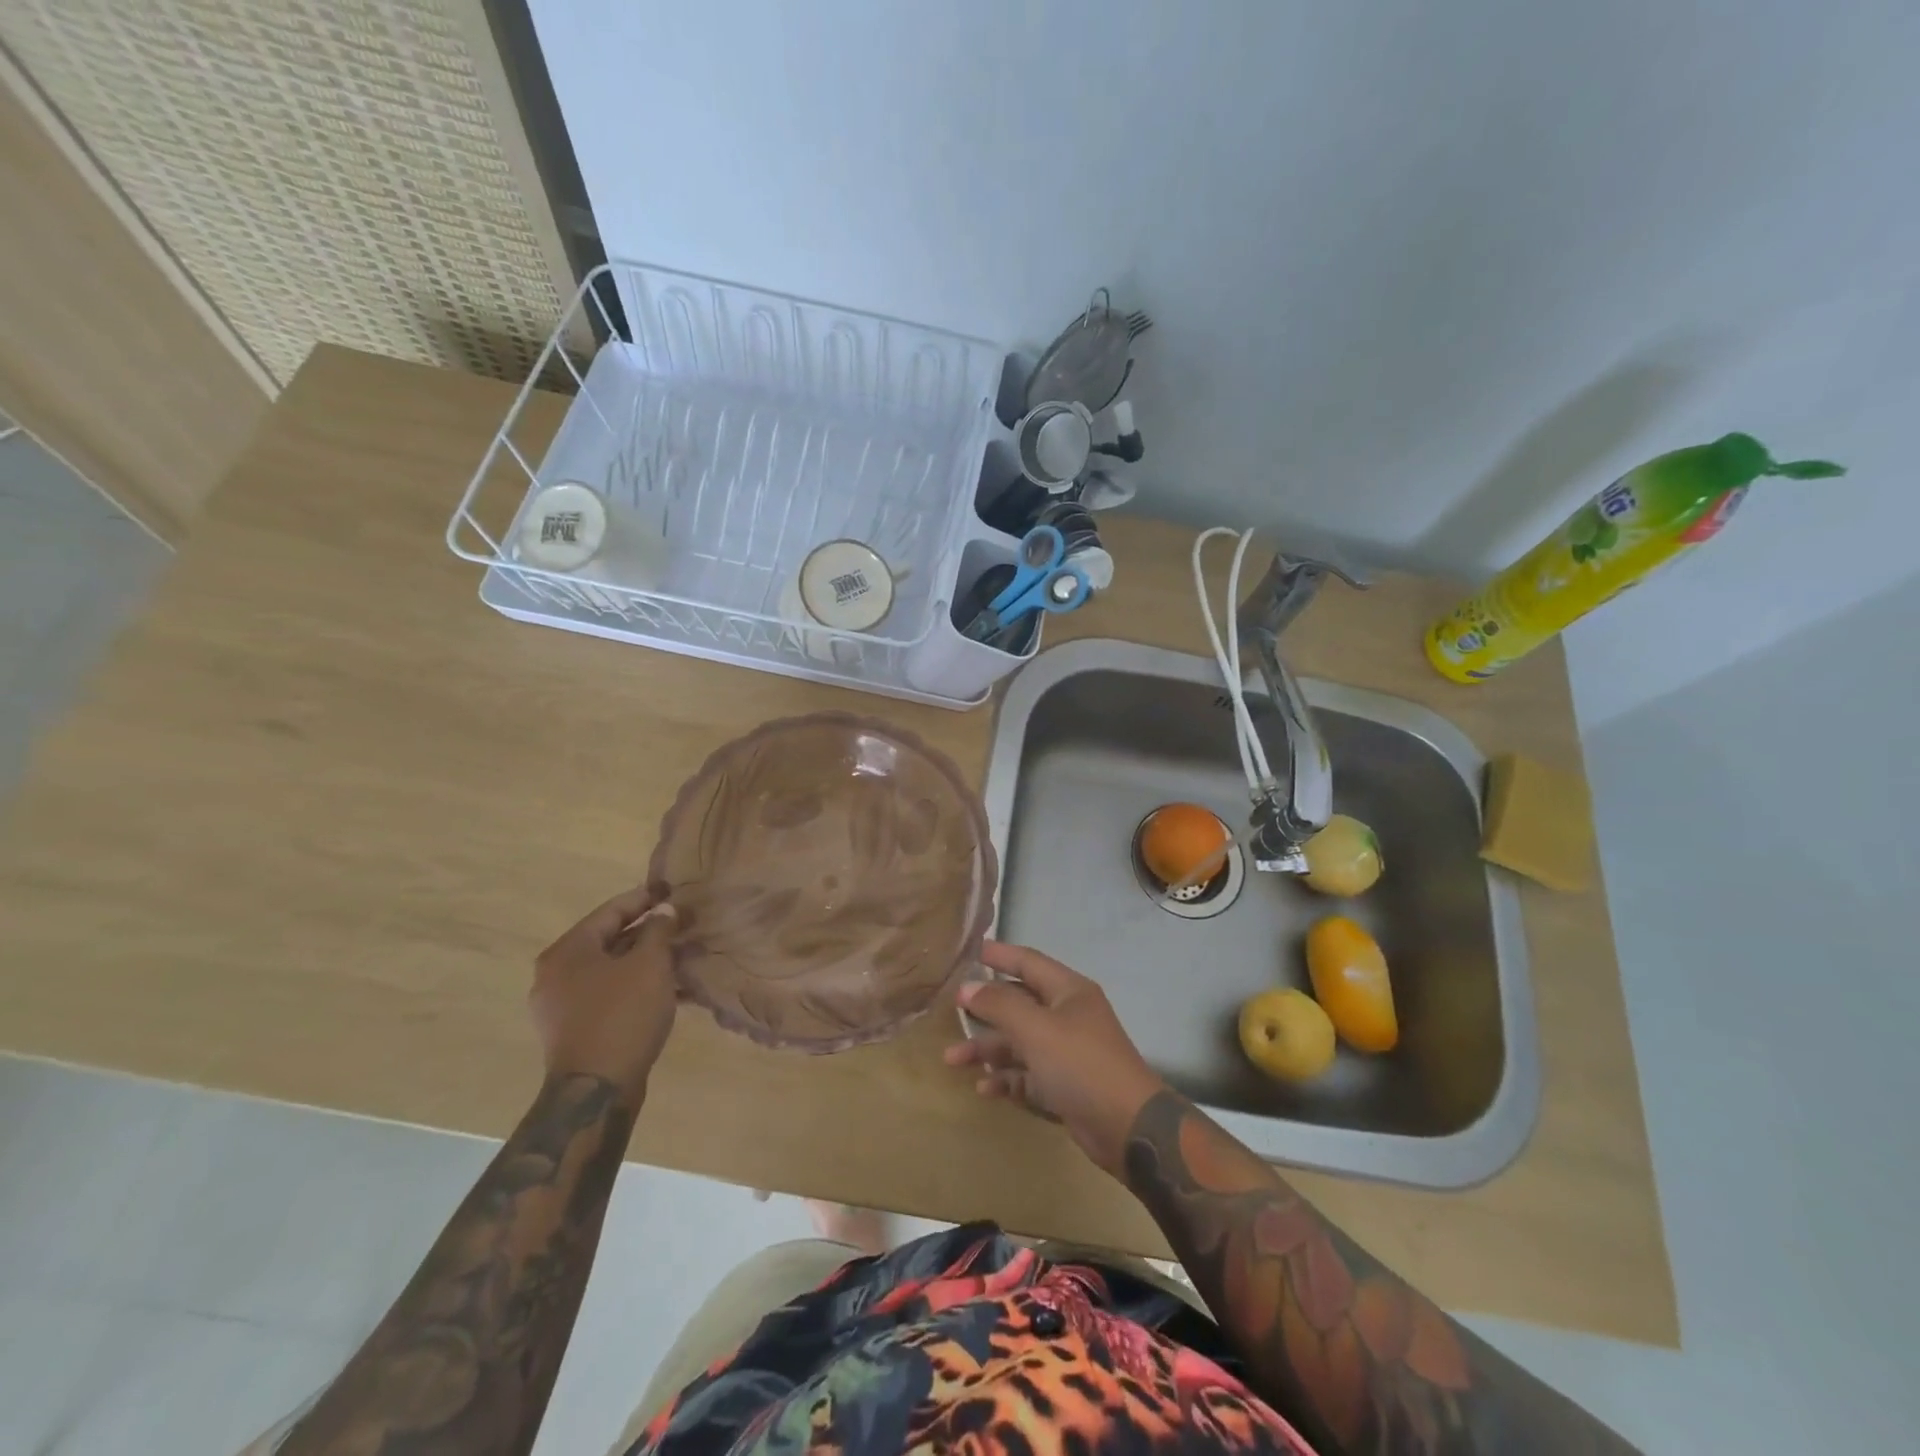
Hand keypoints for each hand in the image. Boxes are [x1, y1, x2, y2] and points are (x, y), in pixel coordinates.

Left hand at [530, 884, 678, 1106]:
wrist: (596, 1091)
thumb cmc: (622, 1015)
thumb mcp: (650, 964)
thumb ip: (658, 930)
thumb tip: (664, 910)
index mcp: (567, 951)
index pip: (610, 911)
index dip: (644, 899)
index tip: (671, 892)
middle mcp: (556, 974)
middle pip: (610, 940)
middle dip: (649, 933)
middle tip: (682, 926)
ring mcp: (562, 1006)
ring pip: (612, 970)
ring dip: (647, 962)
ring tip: (683, 957)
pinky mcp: (575, 1031)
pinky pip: (610, 995)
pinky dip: (637, 987)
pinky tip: (670, 991)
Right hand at [945, 941, 1166, 1177]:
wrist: (1128, 1128)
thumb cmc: (1081, 1064)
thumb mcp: (1036, 1029)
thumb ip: (999, 1005)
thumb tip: (967, 987)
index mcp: (1068, 992)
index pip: (1028, 962)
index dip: (1000, 955)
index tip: (970, 950)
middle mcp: (1067, 1016)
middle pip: (1019, 1004)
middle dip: (985, 1010)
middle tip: (951, 1011)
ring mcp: (1066, 1053)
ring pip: (1019, 1043)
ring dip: (987, 1049)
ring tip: (952, 1060)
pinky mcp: (1064, 1086)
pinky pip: (1027, 1075)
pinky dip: (1006, 1078)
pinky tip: (983, 1087)